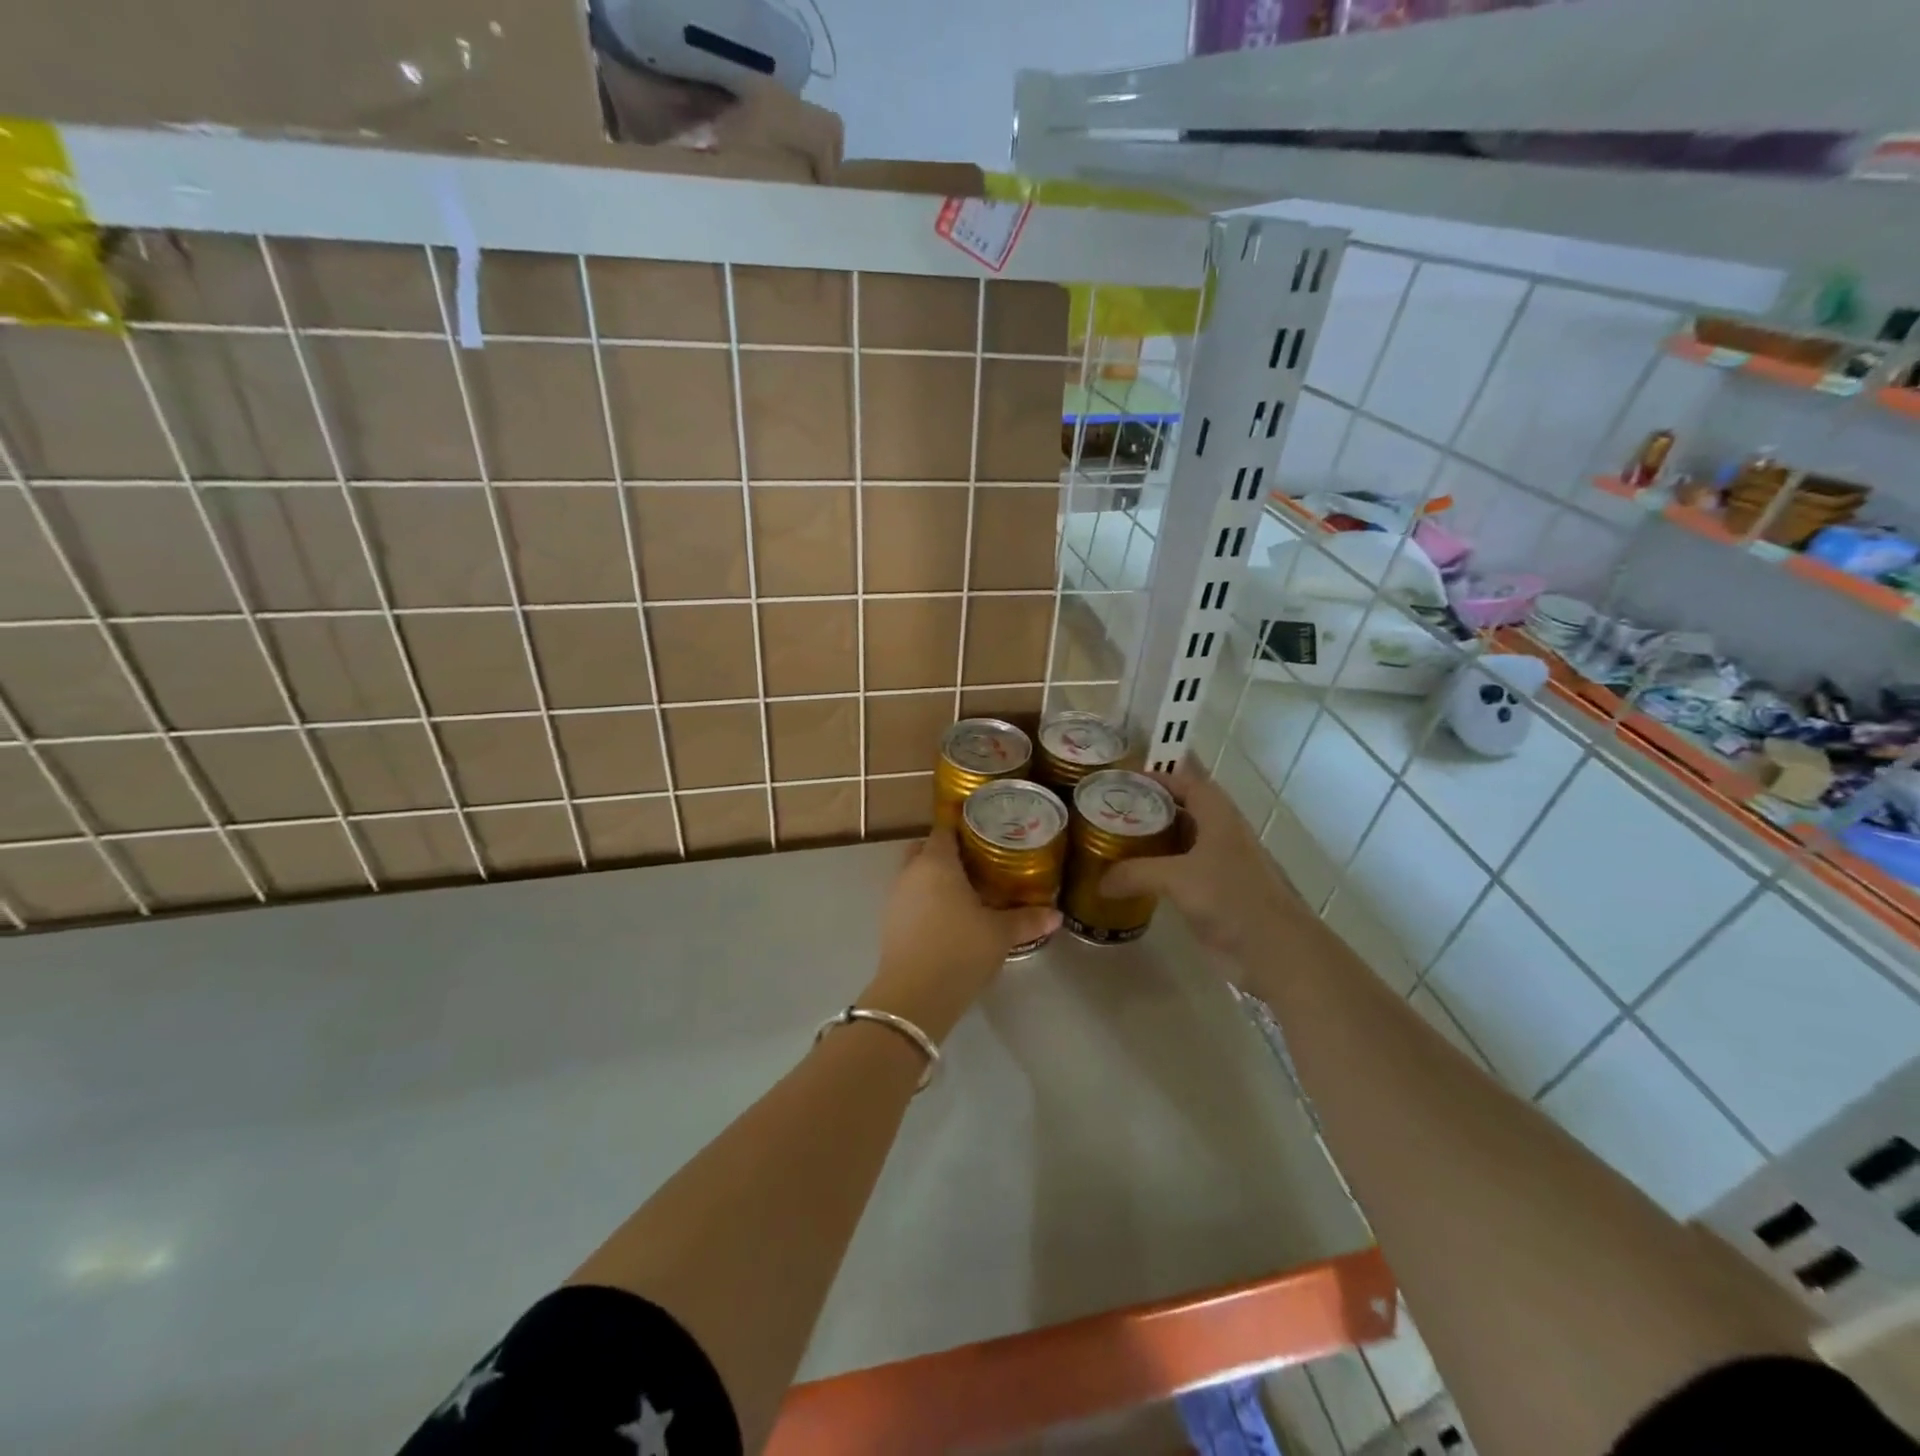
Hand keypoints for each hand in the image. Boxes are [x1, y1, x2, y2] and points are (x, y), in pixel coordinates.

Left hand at [862, 828, 1061, 1042]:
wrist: (914, 996)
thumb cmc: (959, 950)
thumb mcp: (1000, 934)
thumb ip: (1027, 920)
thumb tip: (1057, 915)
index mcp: (936, 862)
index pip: (945, 830)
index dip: (964, 827)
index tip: (987, 832)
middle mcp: (911, 872)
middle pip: (926, 849)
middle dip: (947, 852)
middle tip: (978, 862)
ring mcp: (896, 897)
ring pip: (916, 874)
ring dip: (935, 878)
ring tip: (967, 890)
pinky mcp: (890, 922)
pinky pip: (910, 898)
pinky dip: (927, 899)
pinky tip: (949, 918)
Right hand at [1097, 764, 1310, 964]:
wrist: (1275, 948)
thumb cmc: (1231, 897)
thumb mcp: (1176, 878)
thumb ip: (1135, 874)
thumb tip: (1099, 882)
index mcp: (1217, 815)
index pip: (1186, 781)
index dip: (1157, 777)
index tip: (1123, 781)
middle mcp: (1220, 832)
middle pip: (1182, 808)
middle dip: (1149, 807)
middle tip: (1111, 811)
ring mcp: (1220, 862)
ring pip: (1182, 840)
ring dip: (1154, 839)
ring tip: (1116, 839)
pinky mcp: (1217, 890)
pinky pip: (1182, 868)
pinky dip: (1160, 867)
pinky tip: (1136, 876)